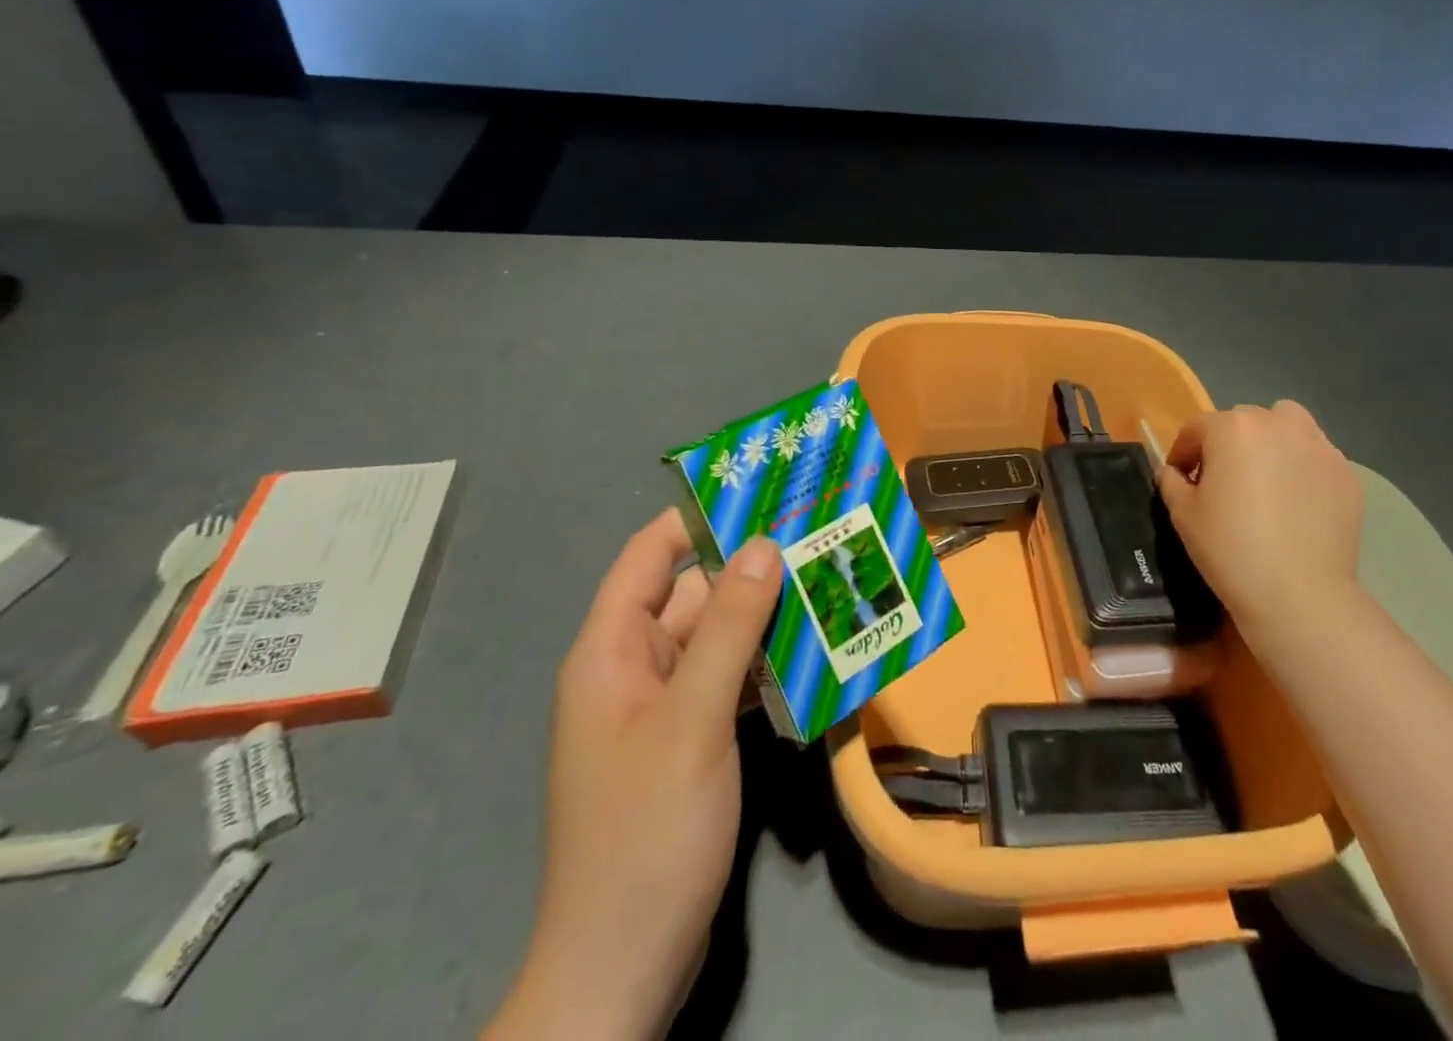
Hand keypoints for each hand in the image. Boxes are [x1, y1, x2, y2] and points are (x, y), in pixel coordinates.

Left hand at [487, 509, 783, 1040]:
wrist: (623, 967)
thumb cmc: (647, 830)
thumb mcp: (693, 718)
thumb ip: (730, 627)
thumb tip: (763, 544)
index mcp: (612, 650)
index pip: (651, 555)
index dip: (698, 516)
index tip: (760, 491)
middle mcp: (635, 668)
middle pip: (696, 595)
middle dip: (753, 567)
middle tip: (821, 535)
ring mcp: (663, 708)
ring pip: (720, 639)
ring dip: (768, 618)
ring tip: (833, 583)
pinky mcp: (690, 742)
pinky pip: (731, 682)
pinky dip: (768, 666)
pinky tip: (818, 655)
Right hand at [1157, 400, 1362, 638]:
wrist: (1298, 594)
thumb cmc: (1230, 548)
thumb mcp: (1182, 514)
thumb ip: (1172, 482)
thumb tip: (1174, 473)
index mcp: (1232, 427)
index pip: (1198, 428)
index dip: (1183, 453)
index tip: (1180, 479)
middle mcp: (1278, 424)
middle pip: (1244, 422)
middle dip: (1228, 445)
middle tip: (1224, 482)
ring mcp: (1319, 446)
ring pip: (1287, 427)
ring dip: (1271, 443)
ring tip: (1266, 480)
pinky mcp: (1346, 474)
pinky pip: (1315, 458)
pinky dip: (1302, 470)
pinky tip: (1296, 504)